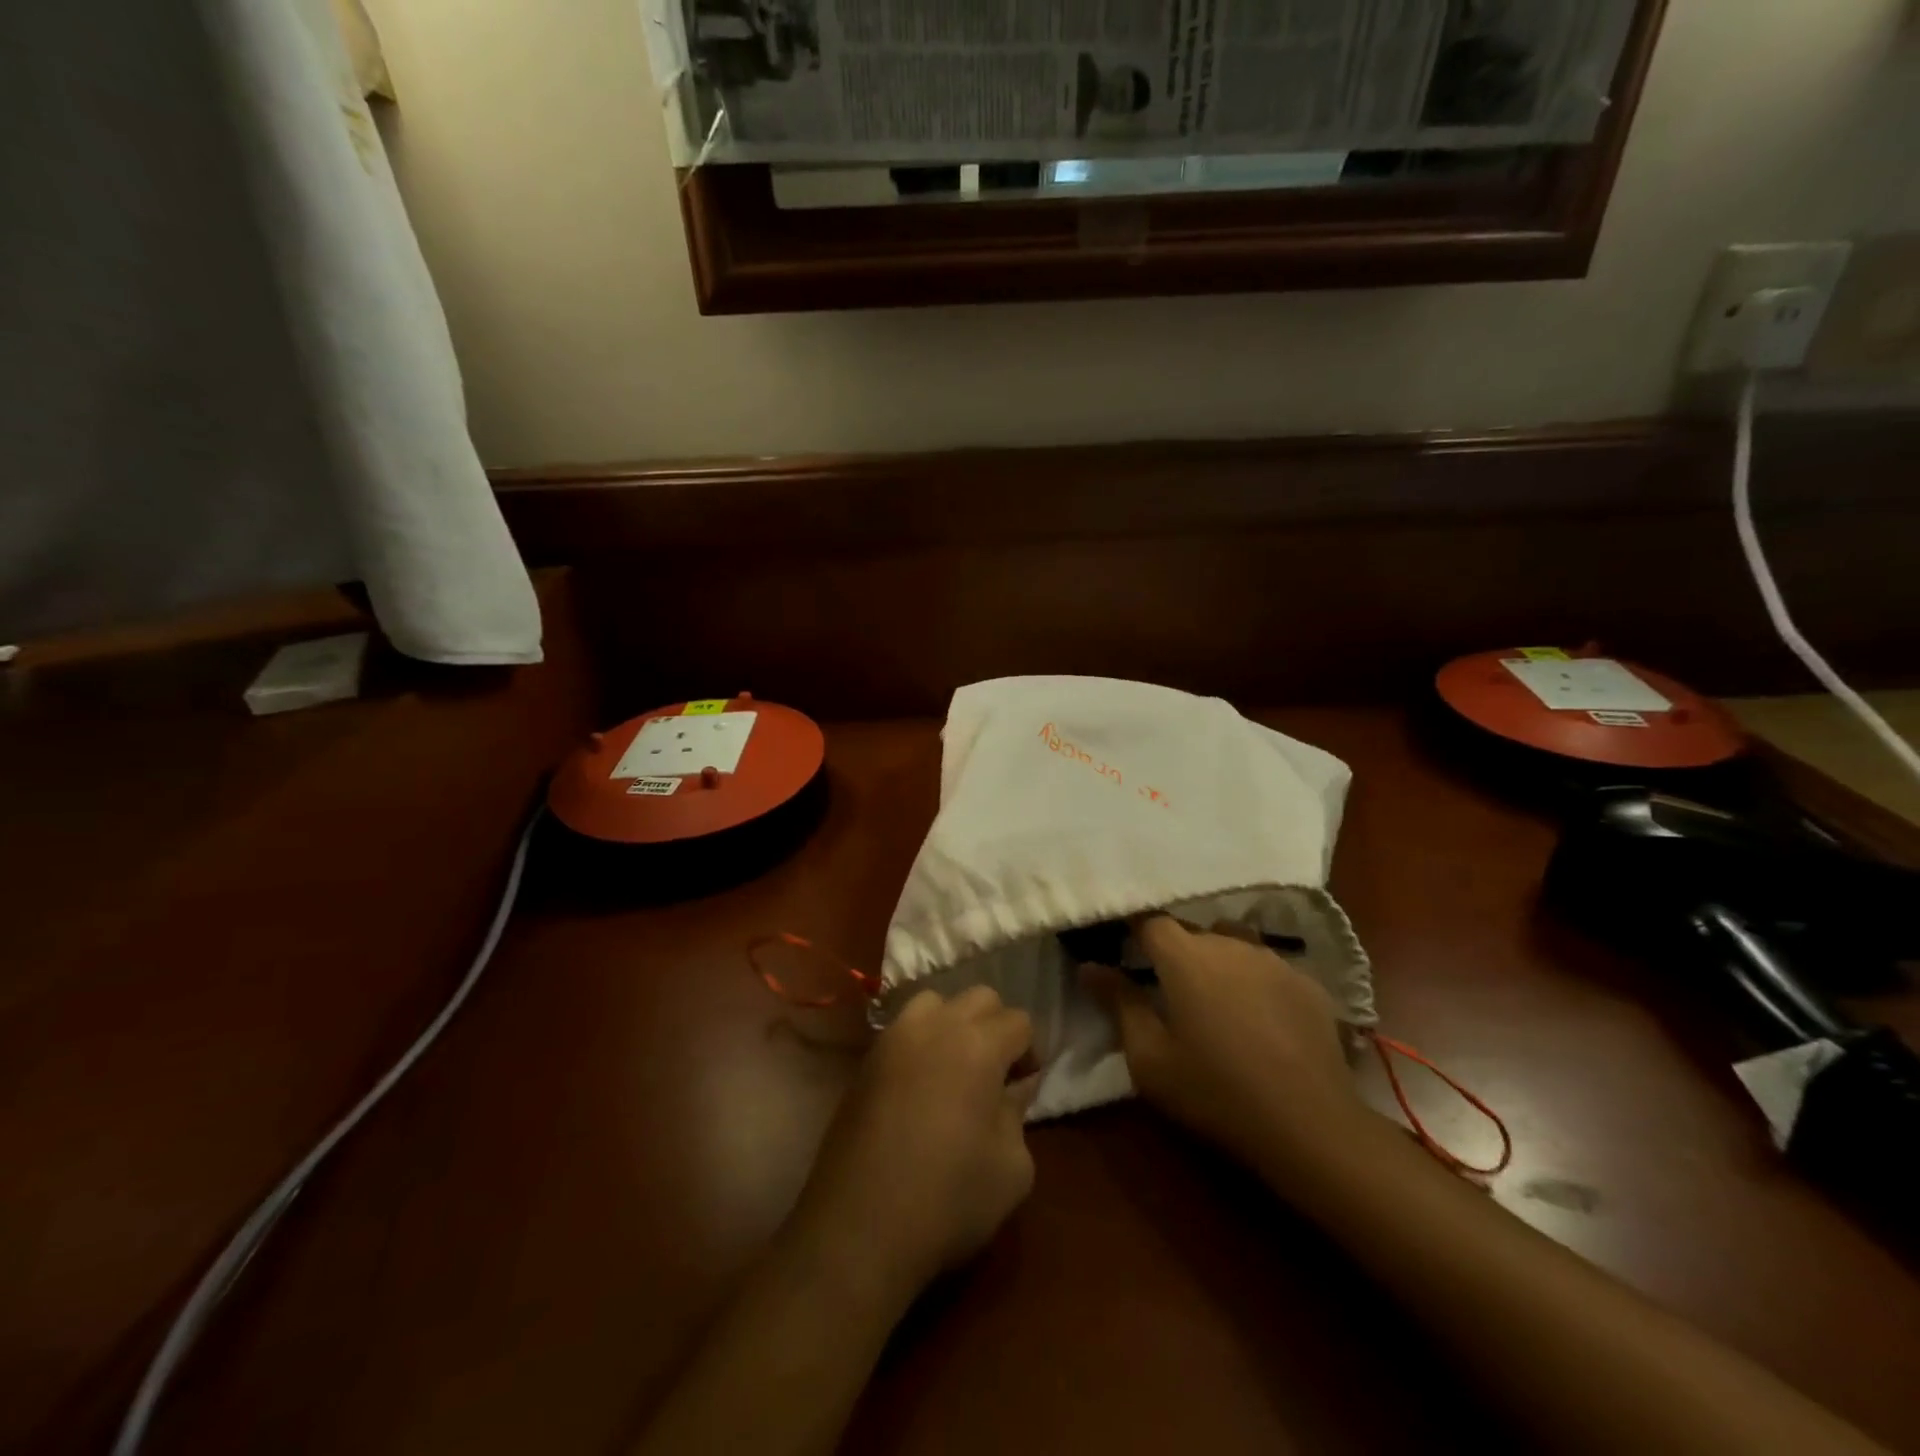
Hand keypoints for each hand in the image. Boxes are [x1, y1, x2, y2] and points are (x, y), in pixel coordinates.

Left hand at [789, 986, 1037, 1300]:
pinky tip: (920, 1085)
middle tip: (995, 1074)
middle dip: (996, 1026)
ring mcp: (894, 1038)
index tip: (1024, 1087)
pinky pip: (902, 1029)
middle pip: (979, 997)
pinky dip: (920, 1041)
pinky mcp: (866, 1060)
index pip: (1019, 1020)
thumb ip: (1019, 1113)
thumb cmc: (948, 1199)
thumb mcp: (1012, 1168)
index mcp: (978, 1045)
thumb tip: (1013, 1088)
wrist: (860, 1227)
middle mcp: (935, 1026)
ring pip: (935, 1002)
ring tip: (954, 1069)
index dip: (1030, 1052)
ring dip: (953, 1024)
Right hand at [1086, 915, 1367, 1182]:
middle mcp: (1228, 944)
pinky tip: (1259, 1018)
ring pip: (1232, 943)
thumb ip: (1119, 1004)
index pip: (1149, 921)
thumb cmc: (1216, 1092)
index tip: (1122, 945)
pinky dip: (1254, 981)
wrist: (1311, 1127)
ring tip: (1215, 999)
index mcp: (1185, 957)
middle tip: (1167, 988)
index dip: (1134, 929)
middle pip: (1192, 931)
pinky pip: (1268, 967)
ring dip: (1217, 962)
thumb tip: (1089, 967)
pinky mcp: (1308, 983)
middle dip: (1175, 951)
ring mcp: (1273, 960)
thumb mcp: (1150, 1059)